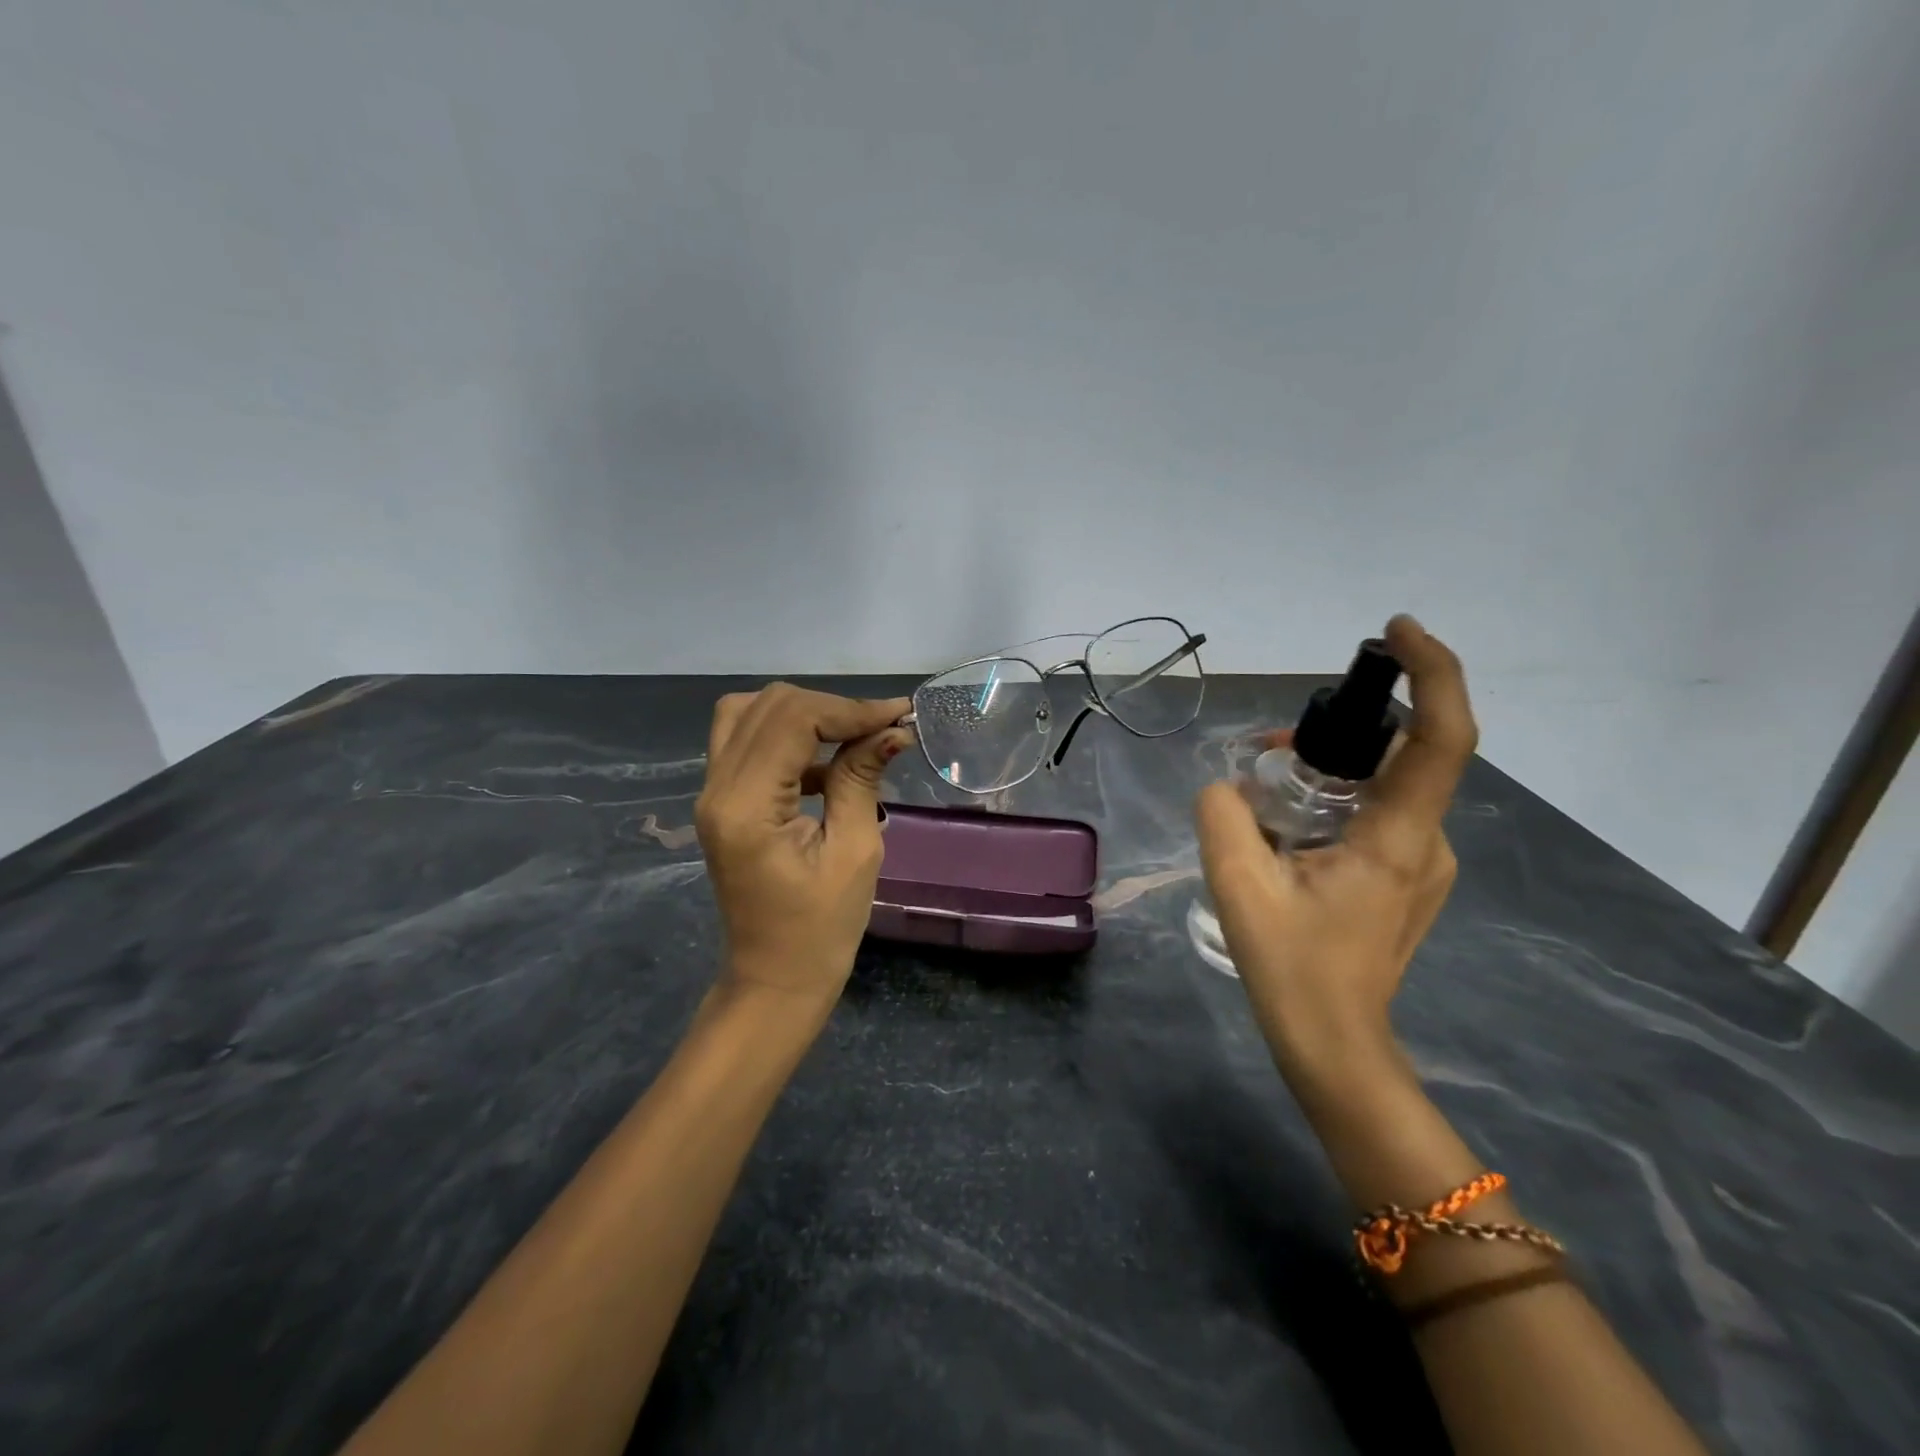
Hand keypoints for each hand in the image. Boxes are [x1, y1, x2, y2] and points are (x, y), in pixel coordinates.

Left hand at [694, 685, 913, 1009]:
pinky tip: (828, 765)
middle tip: (881, 727)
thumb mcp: (855, 852)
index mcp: (746, 806)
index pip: (792, 719)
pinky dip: (788, 737)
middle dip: (830, 707)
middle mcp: (717, 789)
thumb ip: (862, 779)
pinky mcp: (721, 801)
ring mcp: (712, 794)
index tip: (899, 716)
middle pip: (768, 706)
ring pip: (748, 714)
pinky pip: (746, 742)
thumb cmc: (821, 929)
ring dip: (804, 714)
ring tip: (852, 736)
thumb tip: (892, 730)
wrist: (775, 979)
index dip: (849, 709)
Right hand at [1194, 615, 1477, 1080]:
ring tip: (1262, 793)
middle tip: (1265, 753)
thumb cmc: (1292, 968)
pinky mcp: (1407, 875)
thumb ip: (1223, 816)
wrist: (1333, 1044)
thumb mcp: (1237, 886)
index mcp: (1397, 838)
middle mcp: (1426, 840)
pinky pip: (1377, 812)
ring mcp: (1422, 861)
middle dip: (1338, 732)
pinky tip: (1287, 828)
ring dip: (1328, 770)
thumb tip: (1227, 785)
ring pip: (1384, 785)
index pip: (1440, 736)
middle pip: (1400, 754)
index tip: (1395, 632)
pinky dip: (1335, 799)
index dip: (1432, 672)